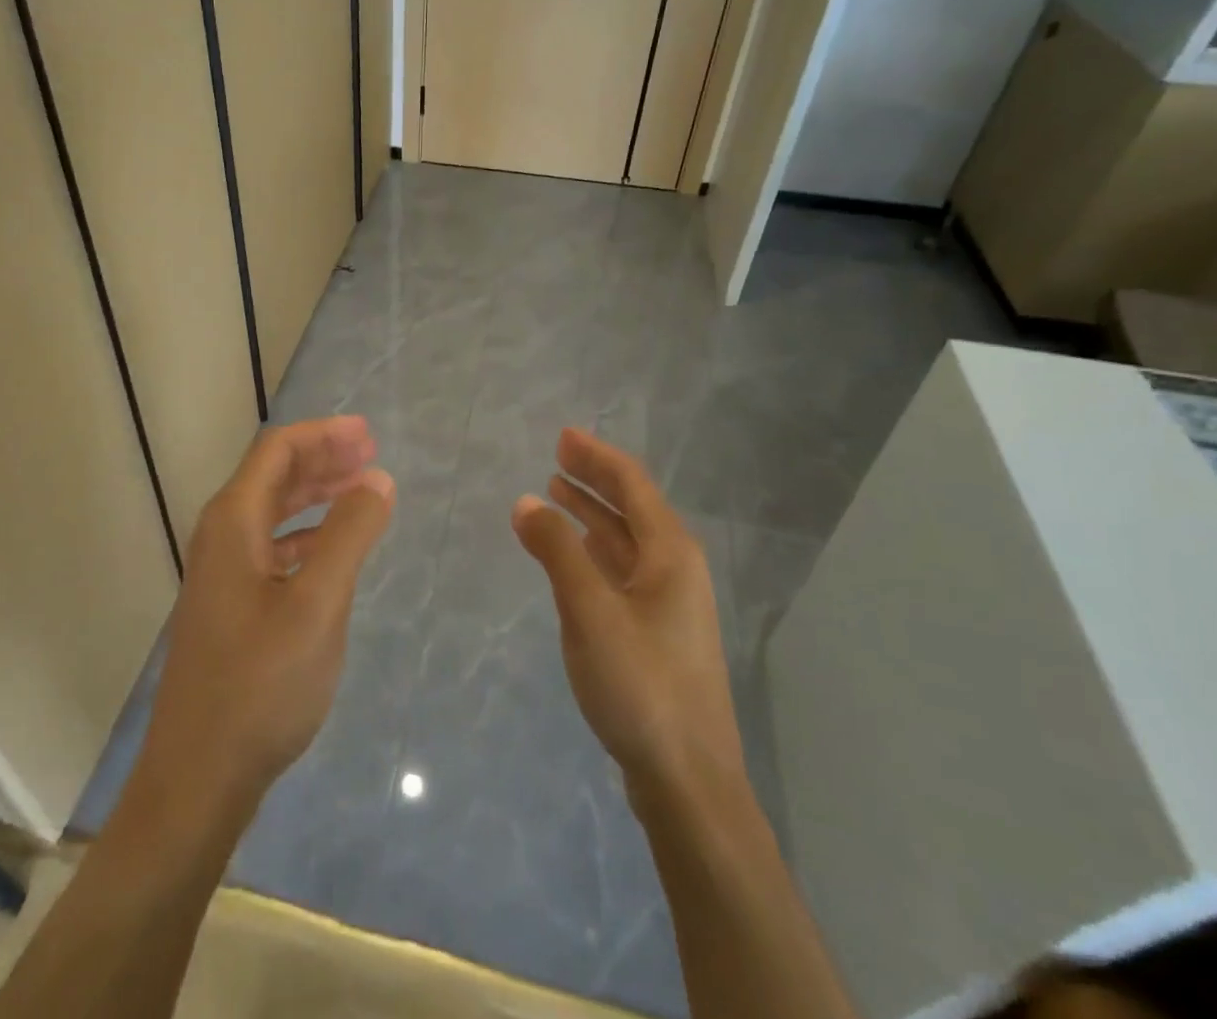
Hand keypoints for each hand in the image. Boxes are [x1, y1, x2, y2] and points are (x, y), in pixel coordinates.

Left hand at [136, 416, 394, 817]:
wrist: (199, 777)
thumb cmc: (261, 684)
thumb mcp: (318, 605)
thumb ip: (349, 535)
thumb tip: (376, 479)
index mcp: (233, 522)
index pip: (278, 451)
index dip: (324, 434)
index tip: (369, 434)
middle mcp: (221, 537)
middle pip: (274, 475)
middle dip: (323, 458)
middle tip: (372, 455)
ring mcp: (222, 573)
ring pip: (273, 511)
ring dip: (316, 494)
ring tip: (361, 491)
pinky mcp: (230, 605)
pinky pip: (272, 546)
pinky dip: (306, 533)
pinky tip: (332, 548)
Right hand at [512, 428, 742, 802]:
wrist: (688, 780)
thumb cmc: (641, 685)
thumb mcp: (589, 612)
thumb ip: (556, 551)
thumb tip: (527, 501)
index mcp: (670, 554)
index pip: (632, 485)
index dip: (597, 456)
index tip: (562, 436)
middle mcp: (676, 569)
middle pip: (633, 507)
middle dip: (595, 478)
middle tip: (556, 455)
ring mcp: (669, 603)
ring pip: (627, 540)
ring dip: (594, 512)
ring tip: (558, 492)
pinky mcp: (657, 632)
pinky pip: (623, 569)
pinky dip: (596, 548)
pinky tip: (577, 550)